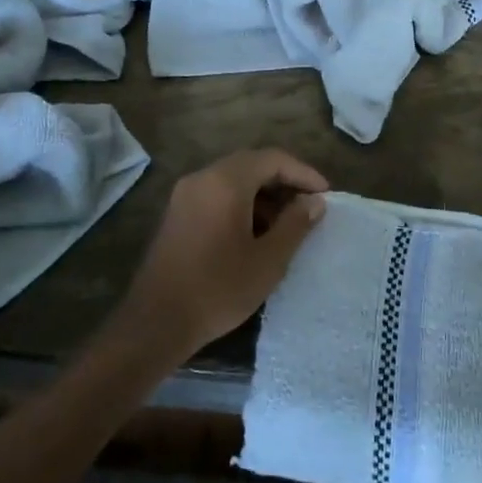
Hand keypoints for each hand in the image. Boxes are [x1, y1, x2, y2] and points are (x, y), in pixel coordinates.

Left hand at [124, 149, 327, 353]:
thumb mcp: (268, 260)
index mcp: (225, 182)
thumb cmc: (218, 289)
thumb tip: (315, 202)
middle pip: (251, 165)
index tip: (325, 195)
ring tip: (287, 224)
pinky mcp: (177, 214)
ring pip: (233, 180)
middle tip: (309, 206)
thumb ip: (295, 225)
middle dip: (283, 182)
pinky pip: (216, 195)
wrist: (156, 323)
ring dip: (263, 194)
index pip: (272, 159)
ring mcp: (185, 195)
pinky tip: (256, 234)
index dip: (303, 173)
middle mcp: (202, 178)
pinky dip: (241, 204)